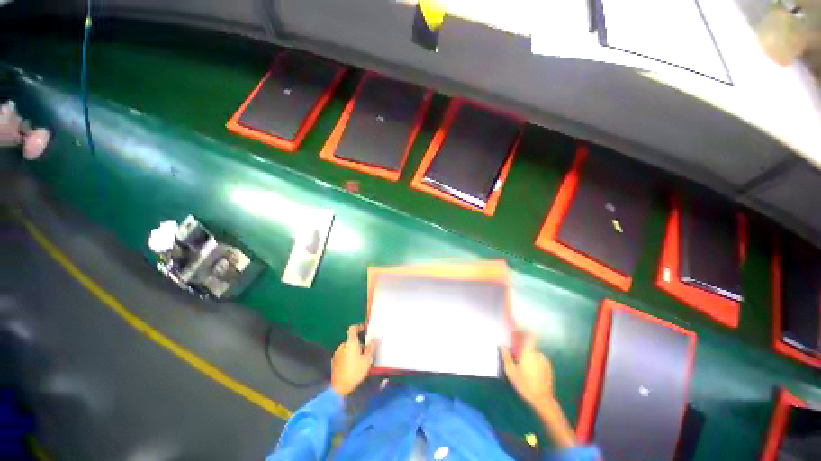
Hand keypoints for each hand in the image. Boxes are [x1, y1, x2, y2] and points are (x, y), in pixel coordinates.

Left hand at [330, 324, 378, 396]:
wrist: (339, 387)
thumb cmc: (355, 371)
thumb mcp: (367, 359)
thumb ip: (371, 347)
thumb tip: (375, 337)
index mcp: (351, 343)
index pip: (353, 329)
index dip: (359, 327)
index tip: (365, 329)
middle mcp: (343, 346)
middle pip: (352, 340)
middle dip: (359, 344)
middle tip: (366, 353)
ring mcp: (337, 353)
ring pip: (348, 348)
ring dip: (354, 351)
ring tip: (360, 361)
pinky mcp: (334, 361)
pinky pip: (343, 355)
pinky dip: (348, 357)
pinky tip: (352, 367)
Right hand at [500, 333, 553, 407]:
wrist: (542, 399)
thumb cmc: (524, 384)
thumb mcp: (511, 371)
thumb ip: (506, 356)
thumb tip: (502, 345)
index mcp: (528, 352)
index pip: (530, 336)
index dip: (525, 331)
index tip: (519, 331)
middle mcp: (537, 353)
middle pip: (529, 345)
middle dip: (523, 348)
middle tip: (517, 356)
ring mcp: (544, 360)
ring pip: (534, 353)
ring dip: (529, 356)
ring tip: (524, 367)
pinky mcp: (548, 367)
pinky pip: (539, 360)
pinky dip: (535, 362)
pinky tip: (531, 372)